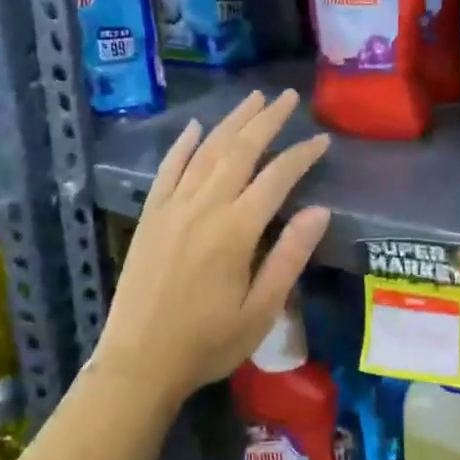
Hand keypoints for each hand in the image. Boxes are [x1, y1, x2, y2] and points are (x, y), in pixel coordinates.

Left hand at [91, 90, 331, 404]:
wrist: (138, 363)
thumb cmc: (208, 343)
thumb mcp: (261, 310)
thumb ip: (289, 256)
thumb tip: (320, 211)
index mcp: (236, 229)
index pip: (277, 177)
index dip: (302, 154)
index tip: (322, 139)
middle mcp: (204, 206)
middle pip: (240, 150)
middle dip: (267, 119)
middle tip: (287, 97)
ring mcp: (173, 207)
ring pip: (207, 151)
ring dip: (231, 121)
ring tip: (253, 98)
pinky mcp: (150, 215)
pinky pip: (168, 169)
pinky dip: (183, 145)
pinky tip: (195, 127)